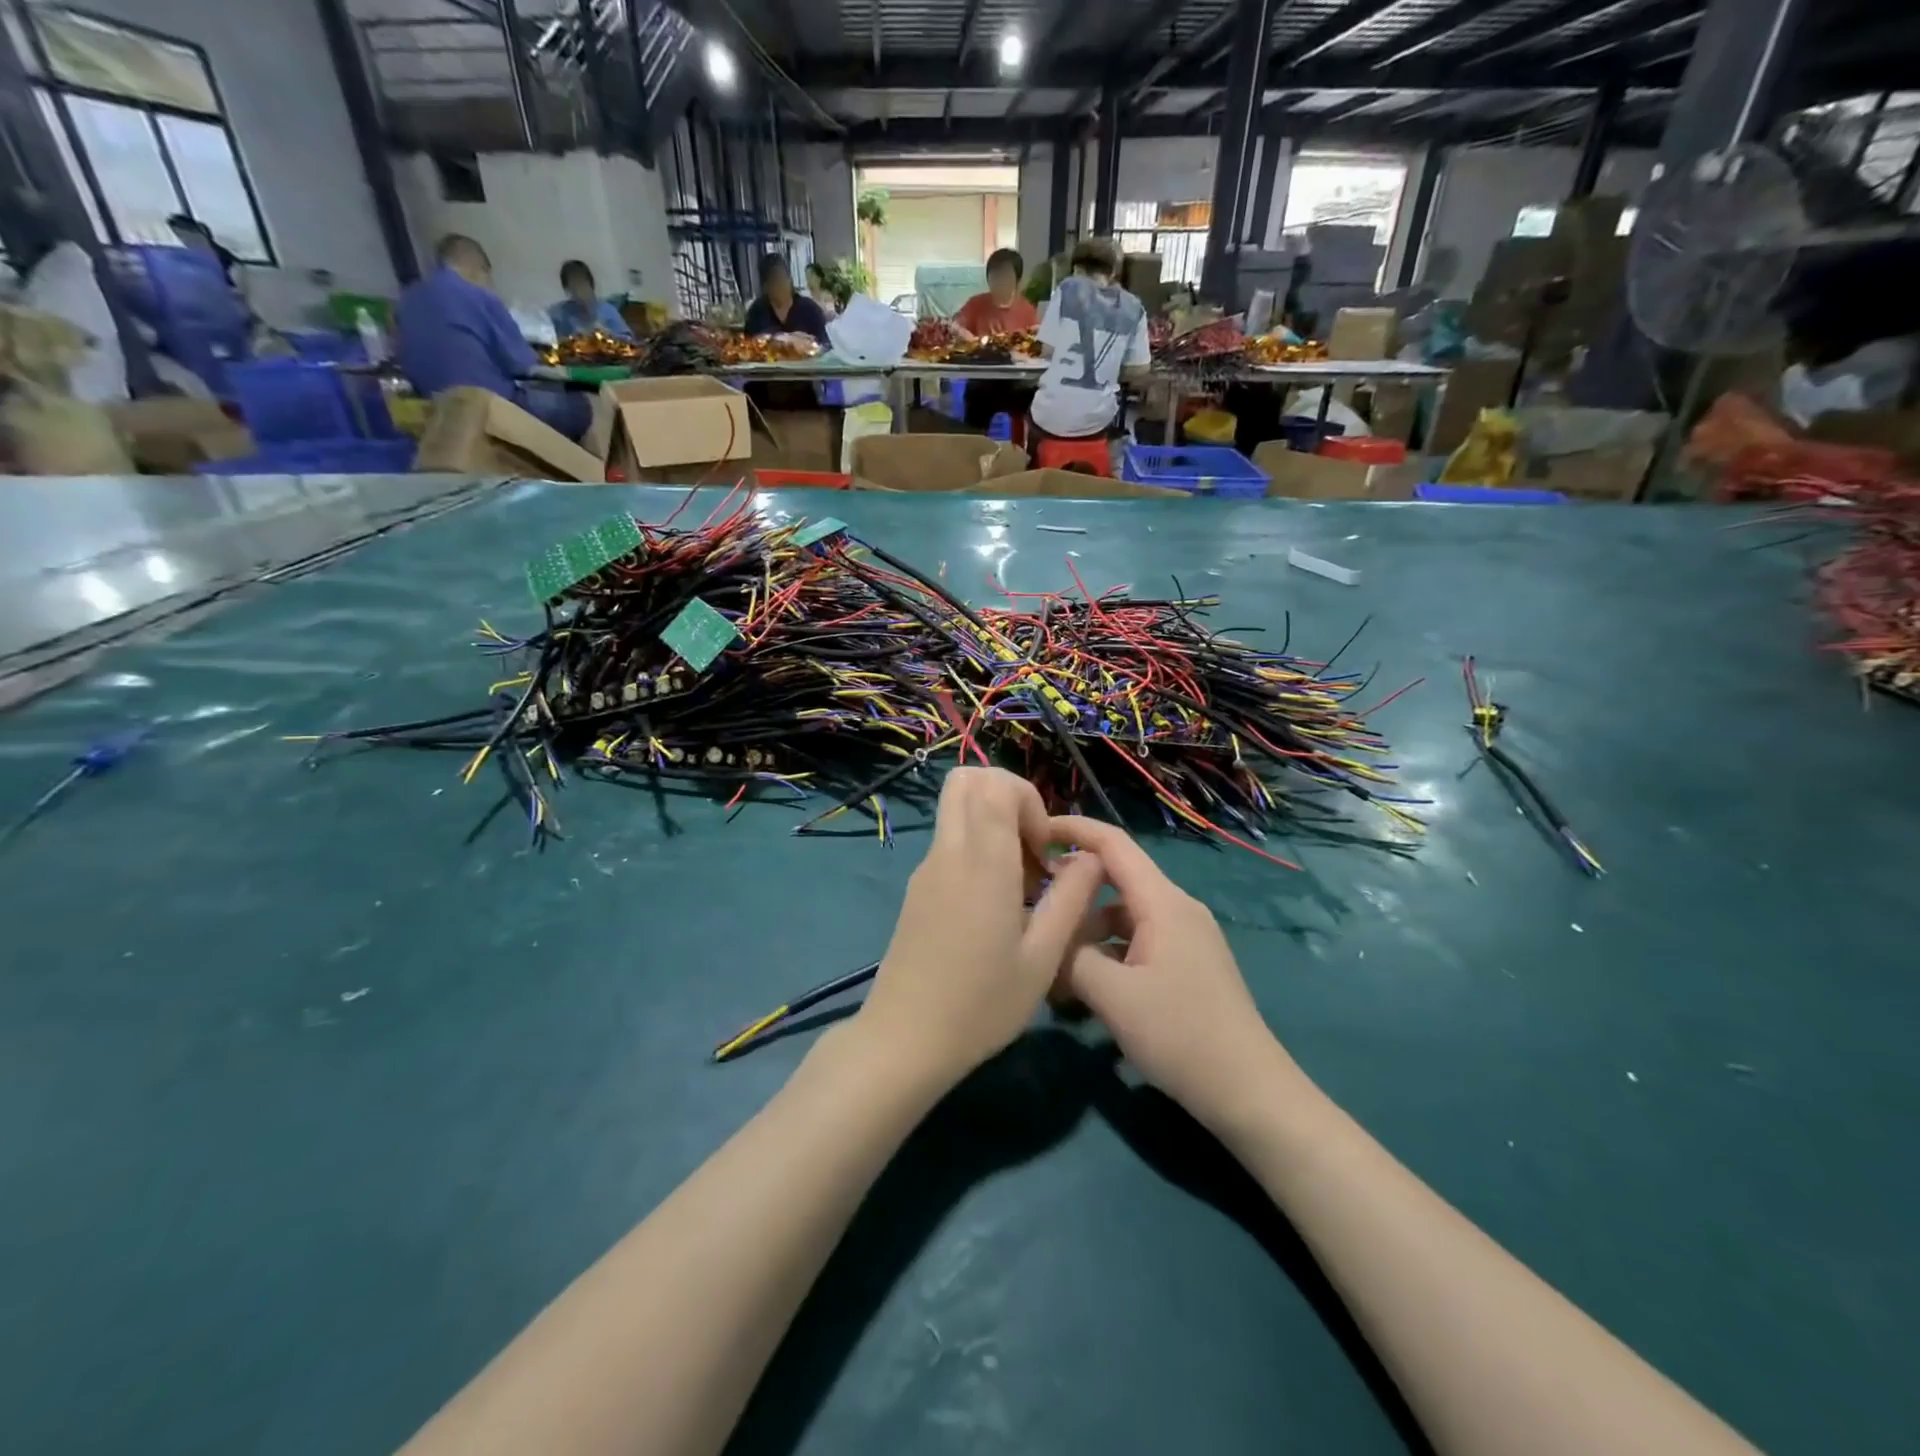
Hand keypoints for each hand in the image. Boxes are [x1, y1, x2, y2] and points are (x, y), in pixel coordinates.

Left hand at [853, 768, 1103, 1090]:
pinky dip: (976, 848)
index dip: (1027, 800)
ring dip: (992, 825)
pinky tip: (995, 905)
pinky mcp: (917, 888)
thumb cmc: (981, 1004)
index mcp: (981, 862)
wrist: (904, 1040)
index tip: (1043, 849)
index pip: (994, 784)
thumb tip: (1091, 858)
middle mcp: (948, 852)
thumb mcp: (1042, 958)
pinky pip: (949, 841)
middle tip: (1031, 850)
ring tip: (1020, 883)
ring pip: (956, 810)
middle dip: (1008, 798)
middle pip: (967, 780)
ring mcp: (926, 868)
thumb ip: (1071, 899)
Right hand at [1048, 816, 1301, 1132]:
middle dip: (1073, 889)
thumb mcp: (1113, 996)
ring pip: (1123, 915)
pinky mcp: (1187, 964)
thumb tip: (1048, 937)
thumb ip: (1071, 956)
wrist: (1249, 1091)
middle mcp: (1177, 908)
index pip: (1113, 844)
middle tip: (1032, 908)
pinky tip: (1086, 988)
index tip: (1033, 830)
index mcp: (1163, 902)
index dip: (1073, 829)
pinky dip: (1107, 952)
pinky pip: (1137, 941)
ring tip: (1054, 964)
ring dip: (1087, 930)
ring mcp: (1185, 937)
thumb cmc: (1180, 1034)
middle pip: (1115, 879)